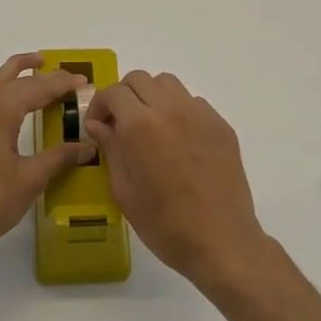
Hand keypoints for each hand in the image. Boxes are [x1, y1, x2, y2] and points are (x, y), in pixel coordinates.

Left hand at [0, 54, 95, 265]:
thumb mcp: (30, 180)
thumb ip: (59, 158)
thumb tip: (87, 146)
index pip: (38, 87)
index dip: (62, 83)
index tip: (83, 81)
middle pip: (10, 76)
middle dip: (36, 71)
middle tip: (59, 71)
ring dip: (9, 78)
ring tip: (26, 79)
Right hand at [83, 71, 267, 287]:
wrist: (220, 241)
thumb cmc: (164, 224)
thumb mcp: (124, 191)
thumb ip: (111, 149)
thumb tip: (99, 125)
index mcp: (141, 126)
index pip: (114, 92)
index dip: (100, 105)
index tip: (98, 126)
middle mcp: (171, 110)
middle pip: (141, 79)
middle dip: (124, 96)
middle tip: (120, 125)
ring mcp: (201, 115)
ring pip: (169, 85)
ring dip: (152, 98)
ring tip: (150, 128)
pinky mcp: (222, 126)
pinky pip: (194, 103)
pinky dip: (178, 111)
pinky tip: (178, 142)